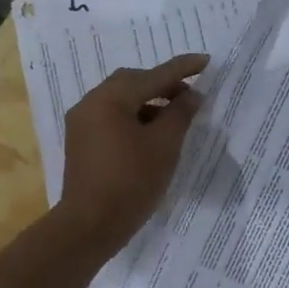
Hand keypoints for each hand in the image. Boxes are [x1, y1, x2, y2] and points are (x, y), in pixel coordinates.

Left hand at [58, 53, 208, 248]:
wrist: (89, 226)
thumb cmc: (131, 182)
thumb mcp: (164, 146)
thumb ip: (180, 114)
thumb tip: (192, 95)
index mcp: (110, 99)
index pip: (153, 76)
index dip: (182, 69)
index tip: (206, 61)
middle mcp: (91, 103)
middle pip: (132, 83)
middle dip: (163, 84)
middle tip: (190, 94)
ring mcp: (82, 124)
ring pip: (121, 101)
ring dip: (149, 102)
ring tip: (175, 116)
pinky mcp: (82, 143)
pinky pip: (112, 118)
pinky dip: (134, 118)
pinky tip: (152, 134)